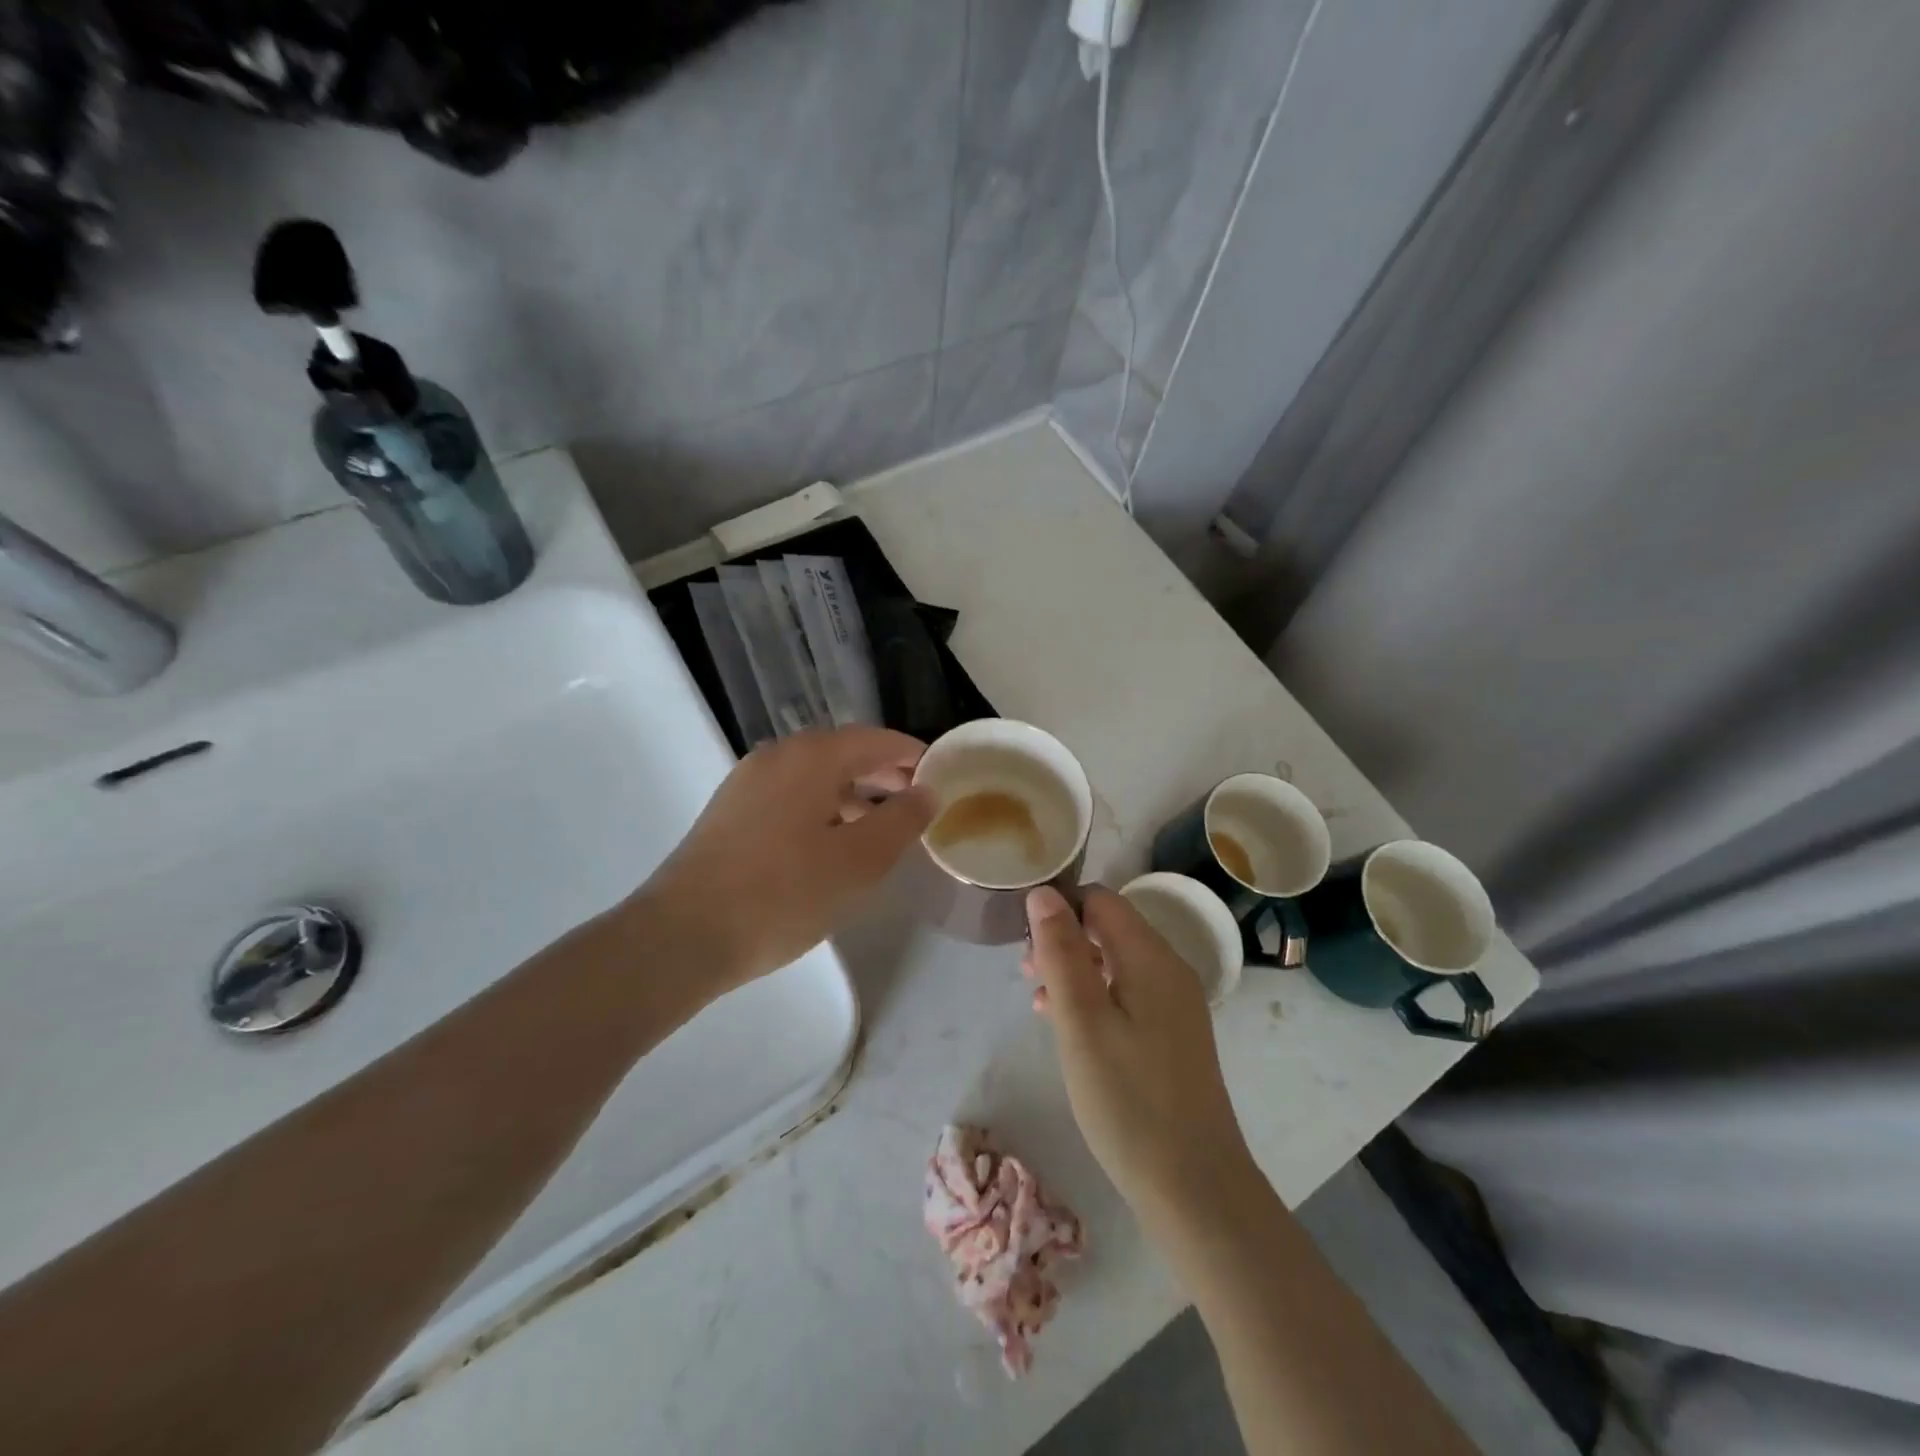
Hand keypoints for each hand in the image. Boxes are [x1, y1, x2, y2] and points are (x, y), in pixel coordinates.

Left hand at [639, 727, 934, 994]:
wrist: (684, 935)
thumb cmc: (784, 893)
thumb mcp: (859, 861)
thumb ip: (901, 821)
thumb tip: (926, 792)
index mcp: (811, 756)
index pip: (875, 740)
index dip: (912, 755)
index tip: (941, 776)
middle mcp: (777, 757)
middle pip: (843, 754)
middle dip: (884, 775)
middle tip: (917, 802)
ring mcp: (747, 784)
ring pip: (815, 778)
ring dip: (853, 796)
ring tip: (881, 830)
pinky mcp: (730, 814)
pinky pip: (790, 798)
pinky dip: (822, 810)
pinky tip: (832, 847)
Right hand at [1023, 885, 1258, 1226]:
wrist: (1195, 1188)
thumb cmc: (1128, 1100)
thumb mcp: (1081, 1022)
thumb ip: (1061, 952)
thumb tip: (1044, 892)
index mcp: (1152, 958)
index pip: (1101, 900)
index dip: (1060, 907)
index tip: (1025, 939)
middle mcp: (1169, 970)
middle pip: (1109, 927)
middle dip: (1063, 939)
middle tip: (1026, 974)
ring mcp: (1175, 1005)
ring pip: (1115, 962)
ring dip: (1074, 970)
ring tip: (1038, 1001)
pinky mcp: (1173, 1036)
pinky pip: (1127, 994)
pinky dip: (1094, 998)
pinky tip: (1068, 1028)